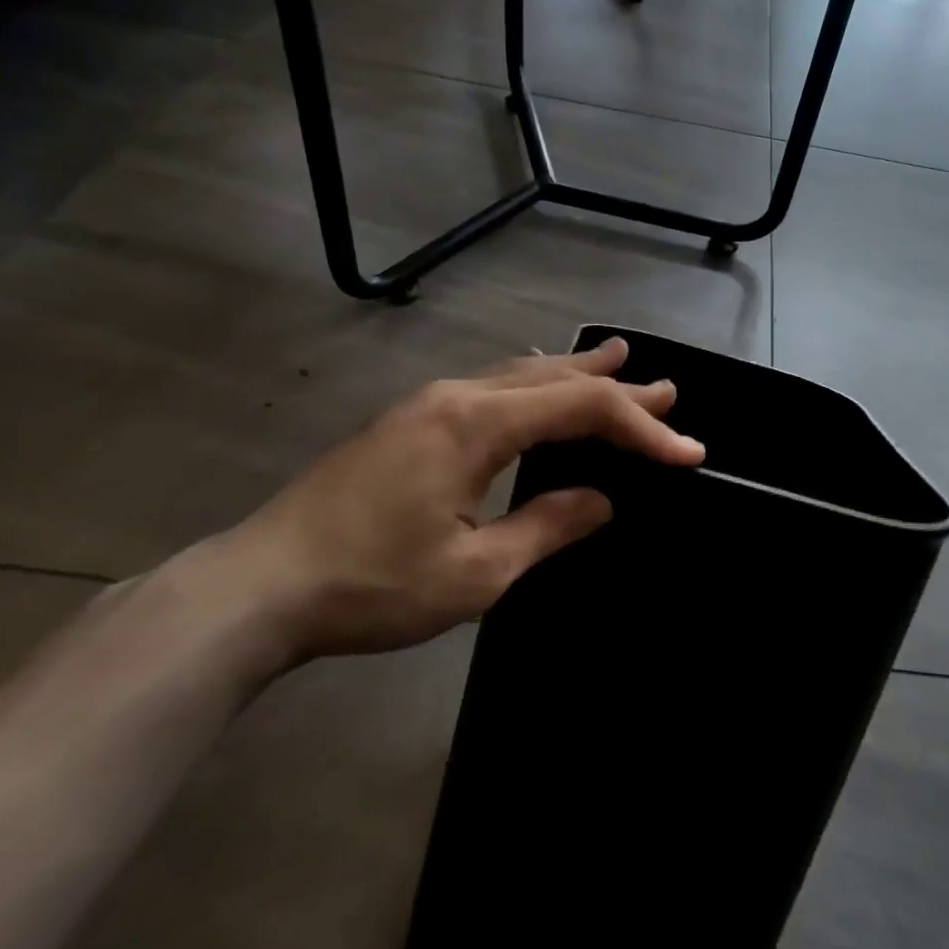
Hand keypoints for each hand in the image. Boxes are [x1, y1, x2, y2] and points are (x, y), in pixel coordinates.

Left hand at [202, 338, 703, 666]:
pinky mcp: (410, 421)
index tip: (687, 451)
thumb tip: (601, 500)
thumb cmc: (372, 584)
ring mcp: (428, 403)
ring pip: (520, 375)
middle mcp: (457, 396)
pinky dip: (534, 383)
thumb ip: (547, 526)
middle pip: (554, 380)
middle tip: (667, 389)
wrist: (261, 585)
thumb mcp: (475, 572)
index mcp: (478, 424)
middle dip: (616, 387)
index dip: (642, 428)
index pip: (582, 410)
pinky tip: (537, 381)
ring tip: (616, 362)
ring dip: (574, 374)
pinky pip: (492, 385)